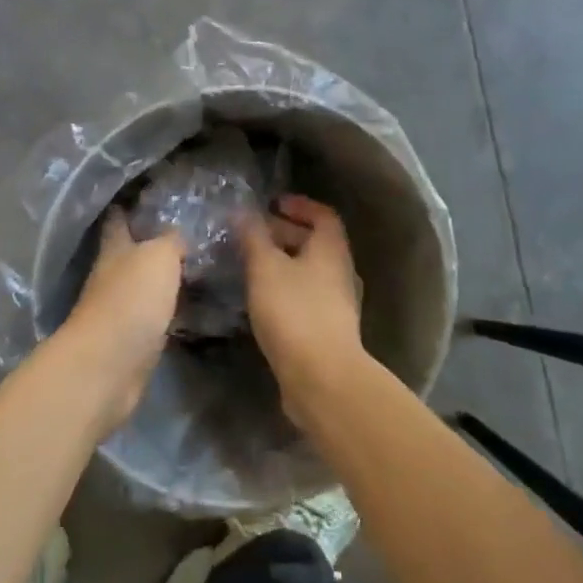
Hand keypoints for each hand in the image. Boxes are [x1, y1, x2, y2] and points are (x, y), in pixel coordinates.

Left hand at [59, 210, 183, 431]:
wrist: (109, 367)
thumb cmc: (130, 301)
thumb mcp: (158, 256)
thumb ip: (171, 240)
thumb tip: (179, 235)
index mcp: (114, 249)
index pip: (118, 219)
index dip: (129, 206)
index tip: (148, 194)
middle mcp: (112, 276)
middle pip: (131, 253)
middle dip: (153, 242)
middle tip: (189, 231)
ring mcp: (120, 310)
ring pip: (144, 285)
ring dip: (164, 278)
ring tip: (199, 266)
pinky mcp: (132, 340)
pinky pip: (155, 316)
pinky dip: (171, 310)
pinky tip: (194, 307)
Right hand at [239, 195, 366, 424]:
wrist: (322, 378)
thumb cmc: (294, 312)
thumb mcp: (265, 268)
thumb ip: (253, 237)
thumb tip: (243, 211)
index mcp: (331, 250)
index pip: (323, 214)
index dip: (299, 204)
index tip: (273, 204)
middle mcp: (340, 272)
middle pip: (315, 242)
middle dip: (284, 233)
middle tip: (252, 234)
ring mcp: (337, 303)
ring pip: (309, 271)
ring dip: (282, 262)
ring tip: (250, 264)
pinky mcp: (327, 330)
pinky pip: (305, 296)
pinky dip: (284, 288)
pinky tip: (260, 298)